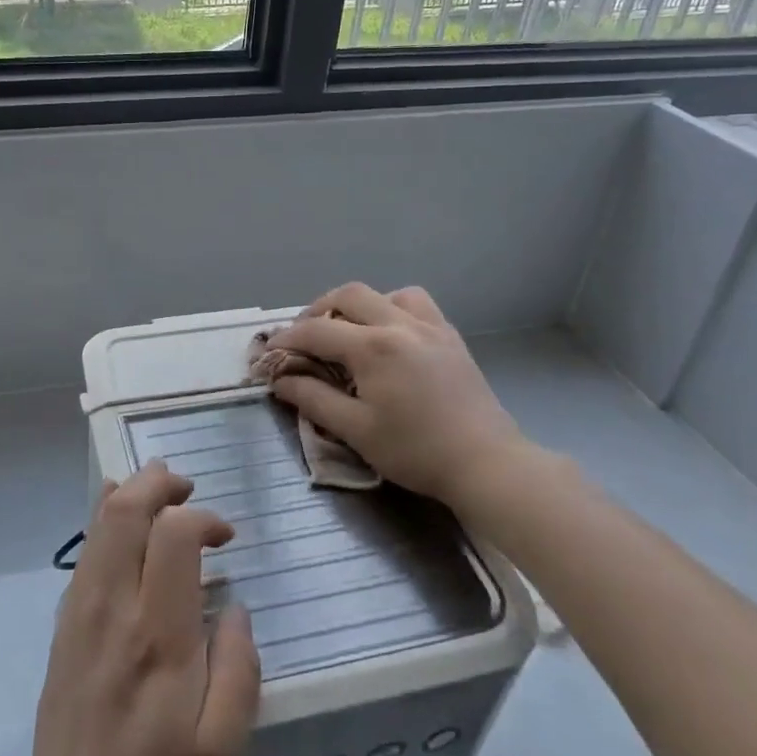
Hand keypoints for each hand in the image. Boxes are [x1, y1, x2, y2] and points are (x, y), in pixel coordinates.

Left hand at [21, 460, 262, 755]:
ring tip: (159, 486)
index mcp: (157, 635)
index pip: (173, 536)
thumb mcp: (222, 753)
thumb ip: (238, 671)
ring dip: (129, 494)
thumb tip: (234, 608)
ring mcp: (80, 615)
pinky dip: (103, 521)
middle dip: (157, 483)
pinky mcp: (64, 629)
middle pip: (125, 512)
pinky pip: (84, 554)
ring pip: (99, 527)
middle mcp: (112, 609)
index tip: (228, 539)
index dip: (203, 519)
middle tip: (187, 484)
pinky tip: (116, 516)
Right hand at [262, 283, 542, 509]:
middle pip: (349, 295)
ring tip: (349, 330)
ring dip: (360, 305)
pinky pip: (417, 304)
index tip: (270, 353)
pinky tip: (390, 334)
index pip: (317, 331)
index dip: (288, 339)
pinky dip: (393, 308)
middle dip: (318, 310)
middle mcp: (400, 324)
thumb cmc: (415, 450)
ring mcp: (430, 327)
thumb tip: (281, 380)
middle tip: (305, 336)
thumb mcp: (356, 430)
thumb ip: (314, 399)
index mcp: (373, 347)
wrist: (486, 463)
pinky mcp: (450, 337)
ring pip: (386, 293)